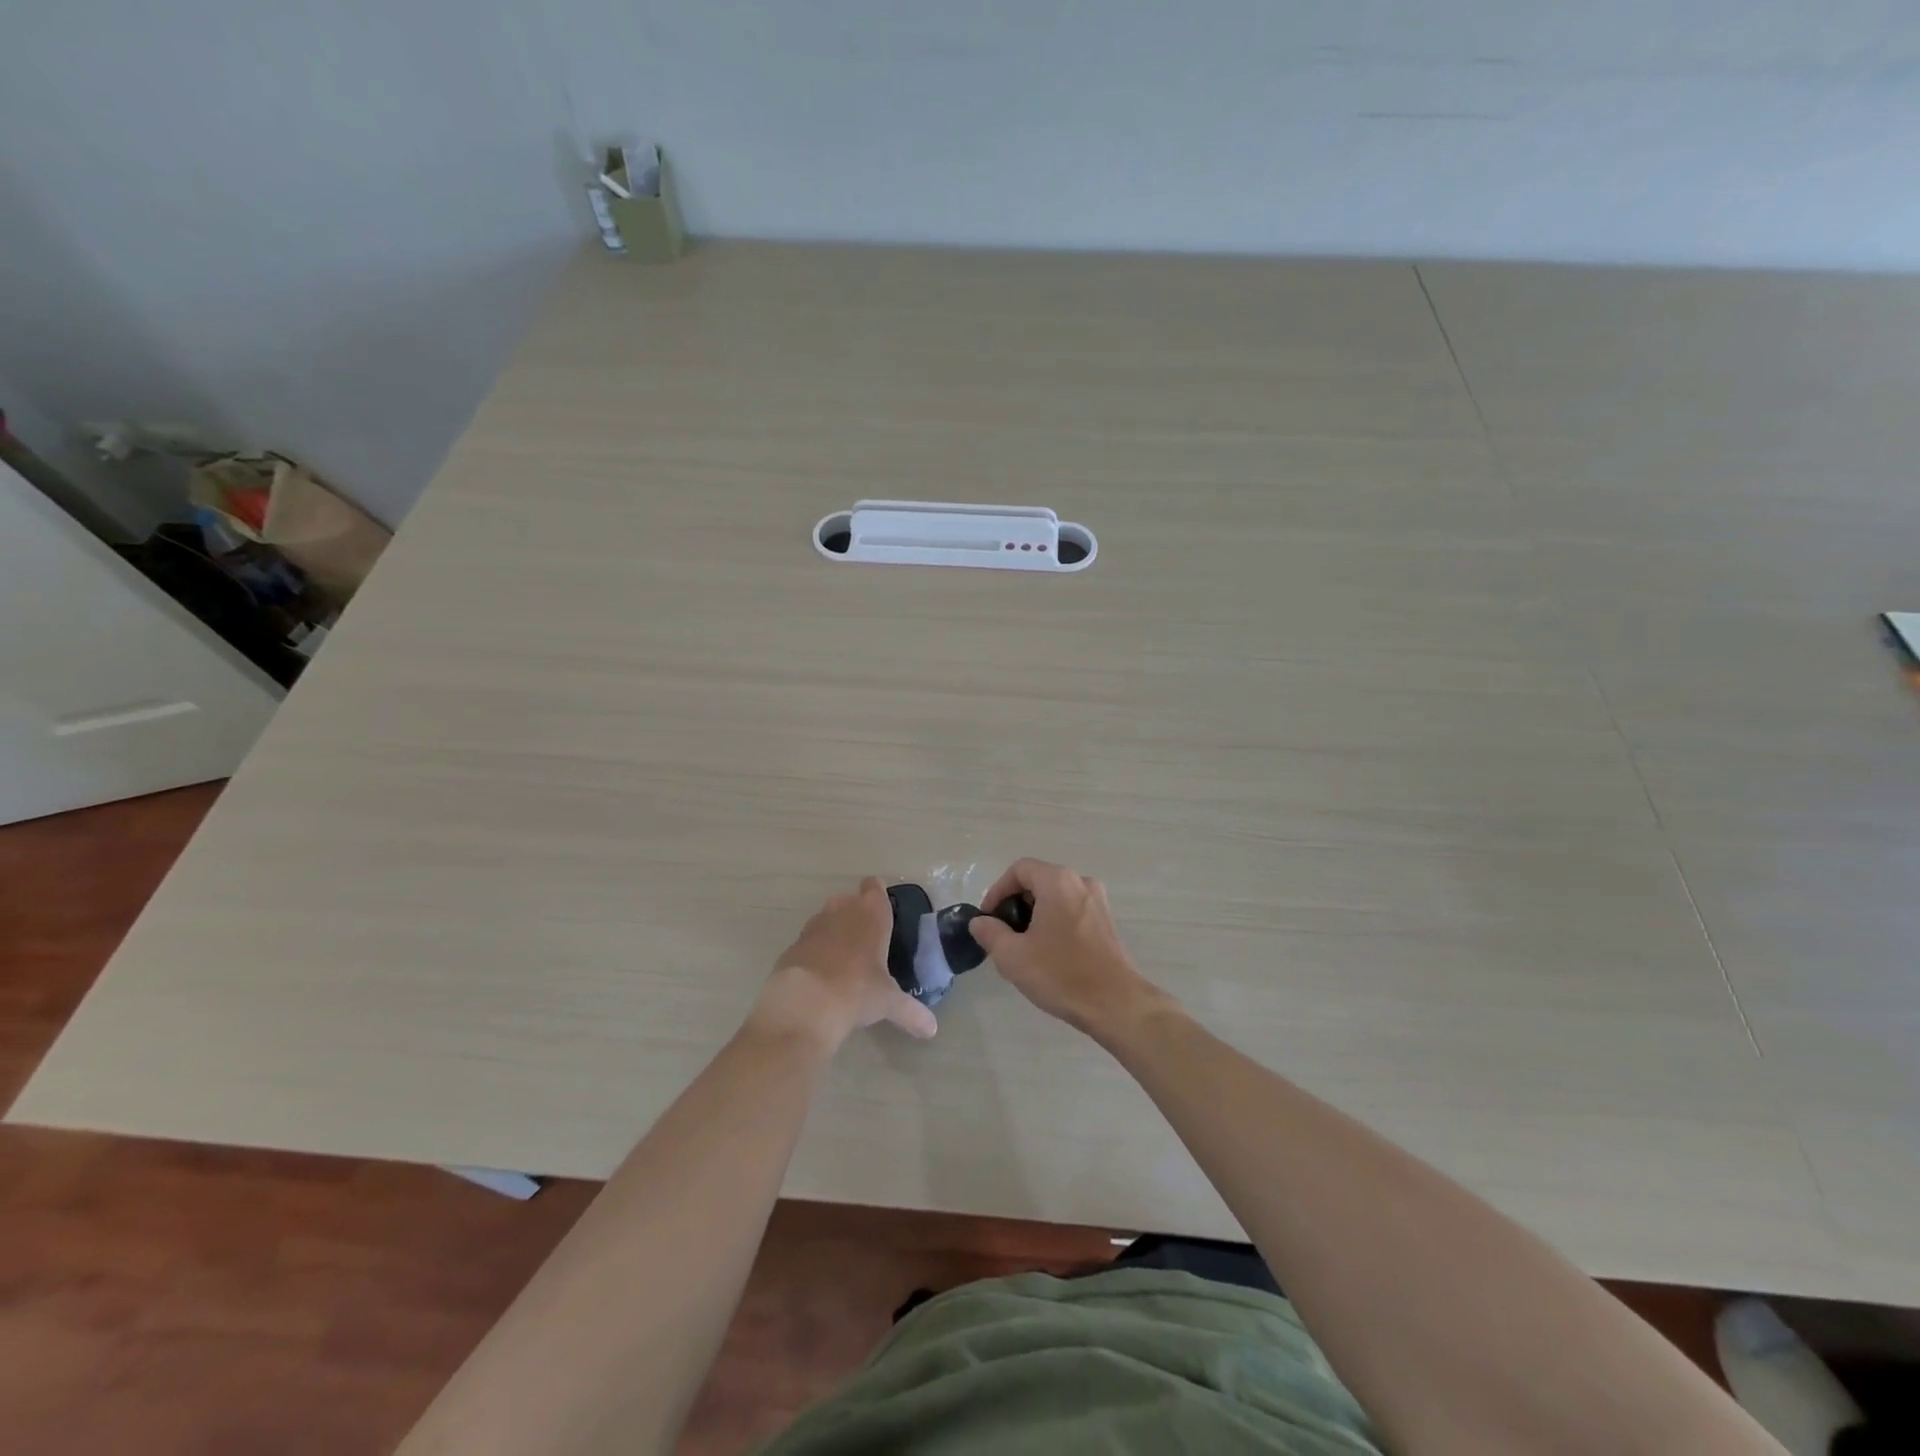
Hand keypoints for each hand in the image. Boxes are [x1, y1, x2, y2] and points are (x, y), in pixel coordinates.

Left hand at [751, 877, 938, 1049]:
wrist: (805, 1004)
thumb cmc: (857, 990)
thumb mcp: (888, 1002)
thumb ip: (911, 1012)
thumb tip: (932, 1030)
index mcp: (871, 913)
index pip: (874, 886)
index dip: (878, 895)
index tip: (883, 912)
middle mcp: (841, 910)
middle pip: (848, 900)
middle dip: (855, 915)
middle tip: (867, 941)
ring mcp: (813, 926)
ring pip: (826, 919)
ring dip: (833, 932)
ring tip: (844, 960)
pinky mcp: (792, 946)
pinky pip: (808, 942)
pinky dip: (814, 953)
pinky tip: (820, 977)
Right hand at [969, 859, 1168, 1039]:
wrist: (1116, 1004)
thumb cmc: (1061, 974)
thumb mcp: (1012, 956)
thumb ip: (990, 933)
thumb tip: (980, 922)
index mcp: (1057, 881)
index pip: (1019, 870)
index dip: (997, 891)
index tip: (988, 919)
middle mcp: (1080, 882)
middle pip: (1038, 882)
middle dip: (1015, 905)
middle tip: (1003, 935)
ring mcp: (1098, 902)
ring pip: (1056, 898)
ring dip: (1035, 916)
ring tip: (1023, 948)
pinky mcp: (1107, 923)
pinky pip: (1072, 912)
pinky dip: (1055, 924)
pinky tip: (1049, 955)